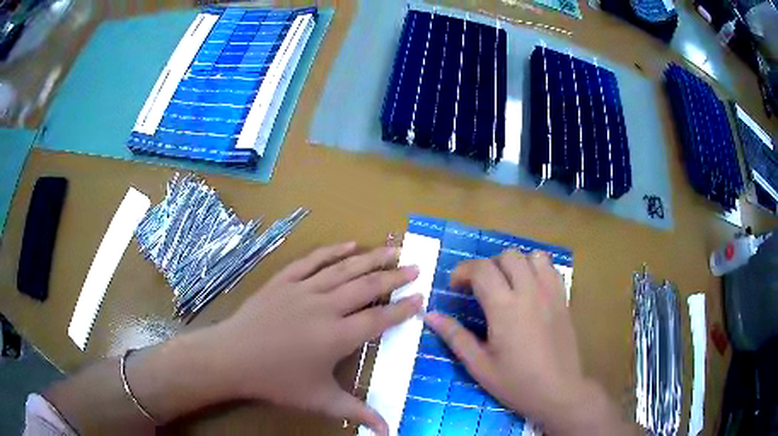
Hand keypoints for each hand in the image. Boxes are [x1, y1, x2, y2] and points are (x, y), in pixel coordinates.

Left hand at [209, 242, 420, 434]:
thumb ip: (358, 412)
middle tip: (415, 267)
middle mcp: (325, 307)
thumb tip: (388, 431)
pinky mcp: (284, 281)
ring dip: (370, 258)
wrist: (232, 357)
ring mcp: (303, 289)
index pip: (379, 319)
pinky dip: (332, 251)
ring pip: (344, 268)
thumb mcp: (320, 400)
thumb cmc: (277, 381)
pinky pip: (312, 261)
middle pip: (367, 286)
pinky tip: (349, 244)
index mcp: (337, 336)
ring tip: (392, 249)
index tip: (421, 297)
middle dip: (394, 276)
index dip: (403, 308)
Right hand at [424, 250, 627, 434]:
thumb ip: (455, 337)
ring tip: (506, 285)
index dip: (463, 271)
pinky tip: (529, 290)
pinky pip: (551, 269)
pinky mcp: (564, 299)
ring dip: (514, 264)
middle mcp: (530, 292)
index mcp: (505, 309)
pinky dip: (536, 269)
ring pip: (532, 256)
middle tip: (479, 288)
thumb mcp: (479, 366)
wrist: (558, 391)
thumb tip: (430, 315)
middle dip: (487, 265)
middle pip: (507, 256)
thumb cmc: (516, 383)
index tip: (455, 287)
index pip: (482, 270)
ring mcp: (551, 293)